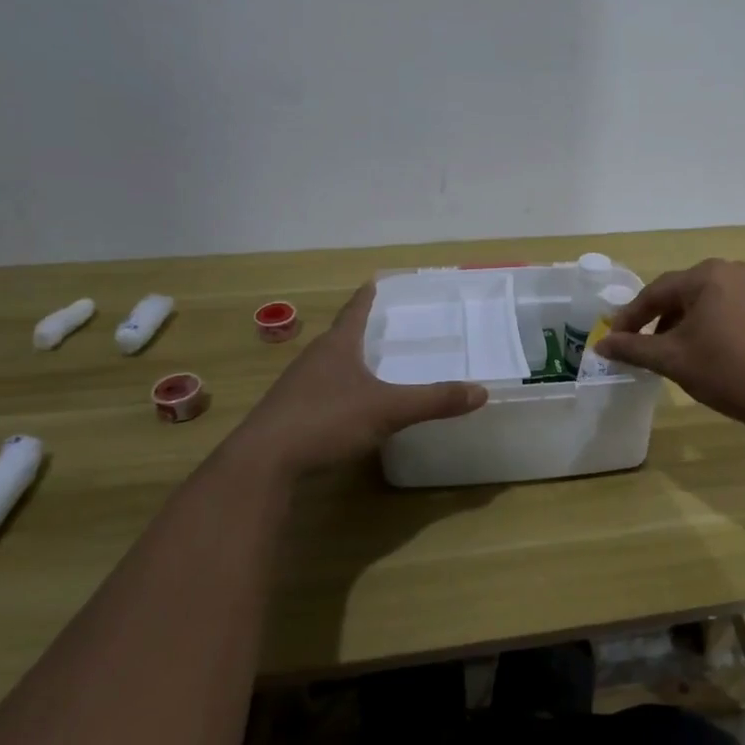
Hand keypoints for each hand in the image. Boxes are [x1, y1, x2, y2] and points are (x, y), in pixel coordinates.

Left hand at [238, 283, 487, 474]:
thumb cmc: (325, 421)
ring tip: (373, 363)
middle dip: (363, 329)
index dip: (368, 296)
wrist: (262, 464)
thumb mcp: (387, 410)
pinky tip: (350, 406)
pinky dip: (339, 390)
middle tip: (389, 325)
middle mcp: (313, 359)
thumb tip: (482, 391)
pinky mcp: (288, 415)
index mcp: (336, 346)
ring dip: (349, 361)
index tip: (376, 280)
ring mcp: (296, 387)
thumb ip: (434, 400)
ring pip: (329, 365)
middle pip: (341, 336)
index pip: (355, 310)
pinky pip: (320, 392)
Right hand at [592, 259, 744, 432]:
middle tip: (638, 345)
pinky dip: (705, 325)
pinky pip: (724, 309)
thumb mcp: (672, 359)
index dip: (630, 317)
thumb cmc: (725, 370)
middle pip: (679, 293)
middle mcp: (730, 271)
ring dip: (680, 324)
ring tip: (667, 352)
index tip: (612, 339)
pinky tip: (700, 351)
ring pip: (702, 302)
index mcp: (705, 275)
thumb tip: (601, 345)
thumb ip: (633, 348)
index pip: (655, 292)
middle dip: (656, 319)